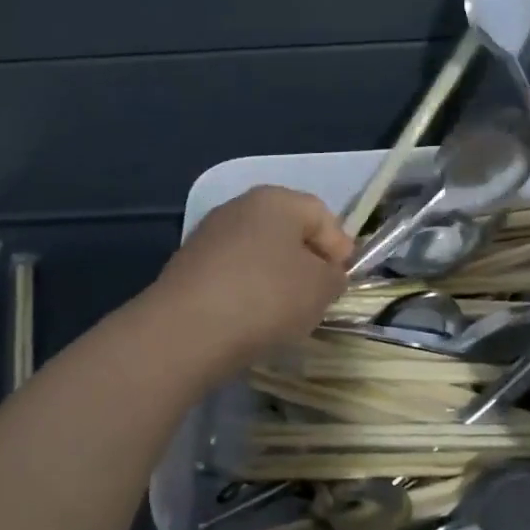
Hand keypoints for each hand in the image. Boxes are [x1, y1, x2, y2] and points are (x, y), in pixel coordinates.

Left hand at [147, 186, 351, 377]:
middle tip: (318, 295)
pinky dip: (247, 290)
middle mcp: (239, 206)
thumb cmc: (266, 297)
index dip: (339, 246)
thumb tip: (325, 274)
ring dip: (276, 277)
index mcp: (276, 199)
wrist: (186, 330)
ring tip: (285, 313)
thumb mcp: (321, 288)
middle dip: (307, 260)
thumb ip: (334, 276)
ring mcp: (209, 235)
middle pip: (286, 230)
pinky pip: (232, 273)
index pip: (320, 214)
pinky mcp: (188, 265)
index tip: (343, 280)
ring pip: (258, 252)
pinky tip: (250, 319)